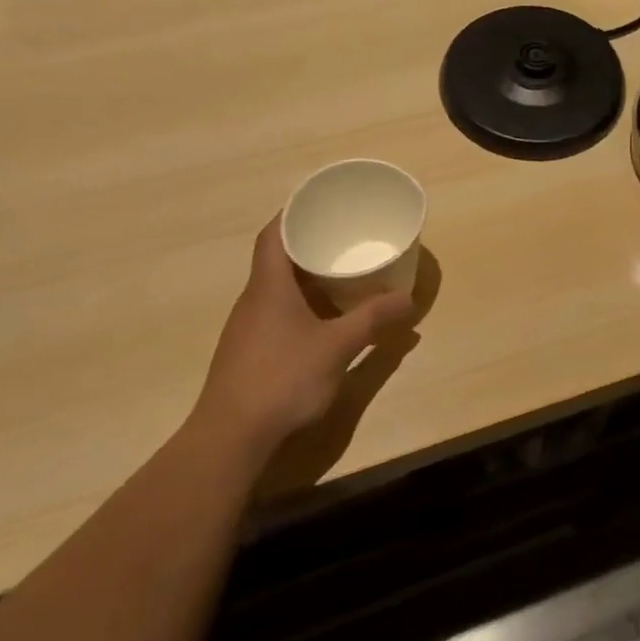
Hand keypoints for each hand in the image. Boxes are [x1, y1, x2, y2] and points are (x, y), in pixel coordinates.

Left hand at [186, 216, 414, 446]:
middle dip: (308, 245)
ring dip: (306, 278)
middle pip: (276, 259)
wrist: (231, 436)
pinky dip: (301, 305)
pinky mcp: (249, 352)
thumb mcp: (337, 347)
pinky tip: (322, 320)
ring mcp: (247, 328)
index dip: (293, 214)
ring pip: (277, 289)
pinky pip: (277, 313)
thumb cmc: (283, 379)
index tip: (320, 203)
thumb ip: (373, 320)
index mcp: (268, 287)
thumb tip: (408, 299)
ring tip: (340, 275)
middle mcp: (253, 300)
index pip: (273, 235)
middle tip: (343, 238)